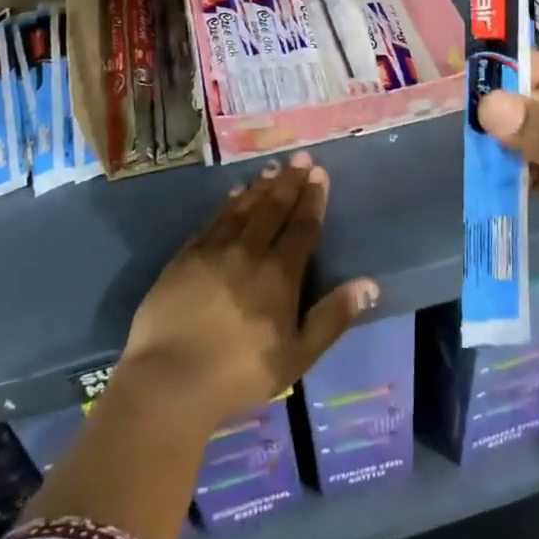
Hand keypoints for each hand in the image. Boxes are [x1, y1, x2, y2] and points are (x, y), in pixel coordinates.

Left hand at [121, 151, 378, 431]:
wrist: (169, 380)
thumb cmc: (240, 373)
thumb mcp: (298, 355)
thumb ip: (333, 317)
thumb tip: (369, 284)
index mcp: (279, 274)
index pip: (301, 227)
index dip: (312, 199)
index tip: (319, 174)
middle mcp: (248, 252)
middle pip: (273, 209)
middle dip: (289, 182)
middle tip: (299, 158)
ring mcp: (213, 251)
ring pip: (242, 209)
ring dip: (260, 188)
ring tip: (272, 170)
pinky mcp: (184, 258)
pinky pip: (212, 221)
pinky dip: (227, 205)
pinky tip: (233, 196)